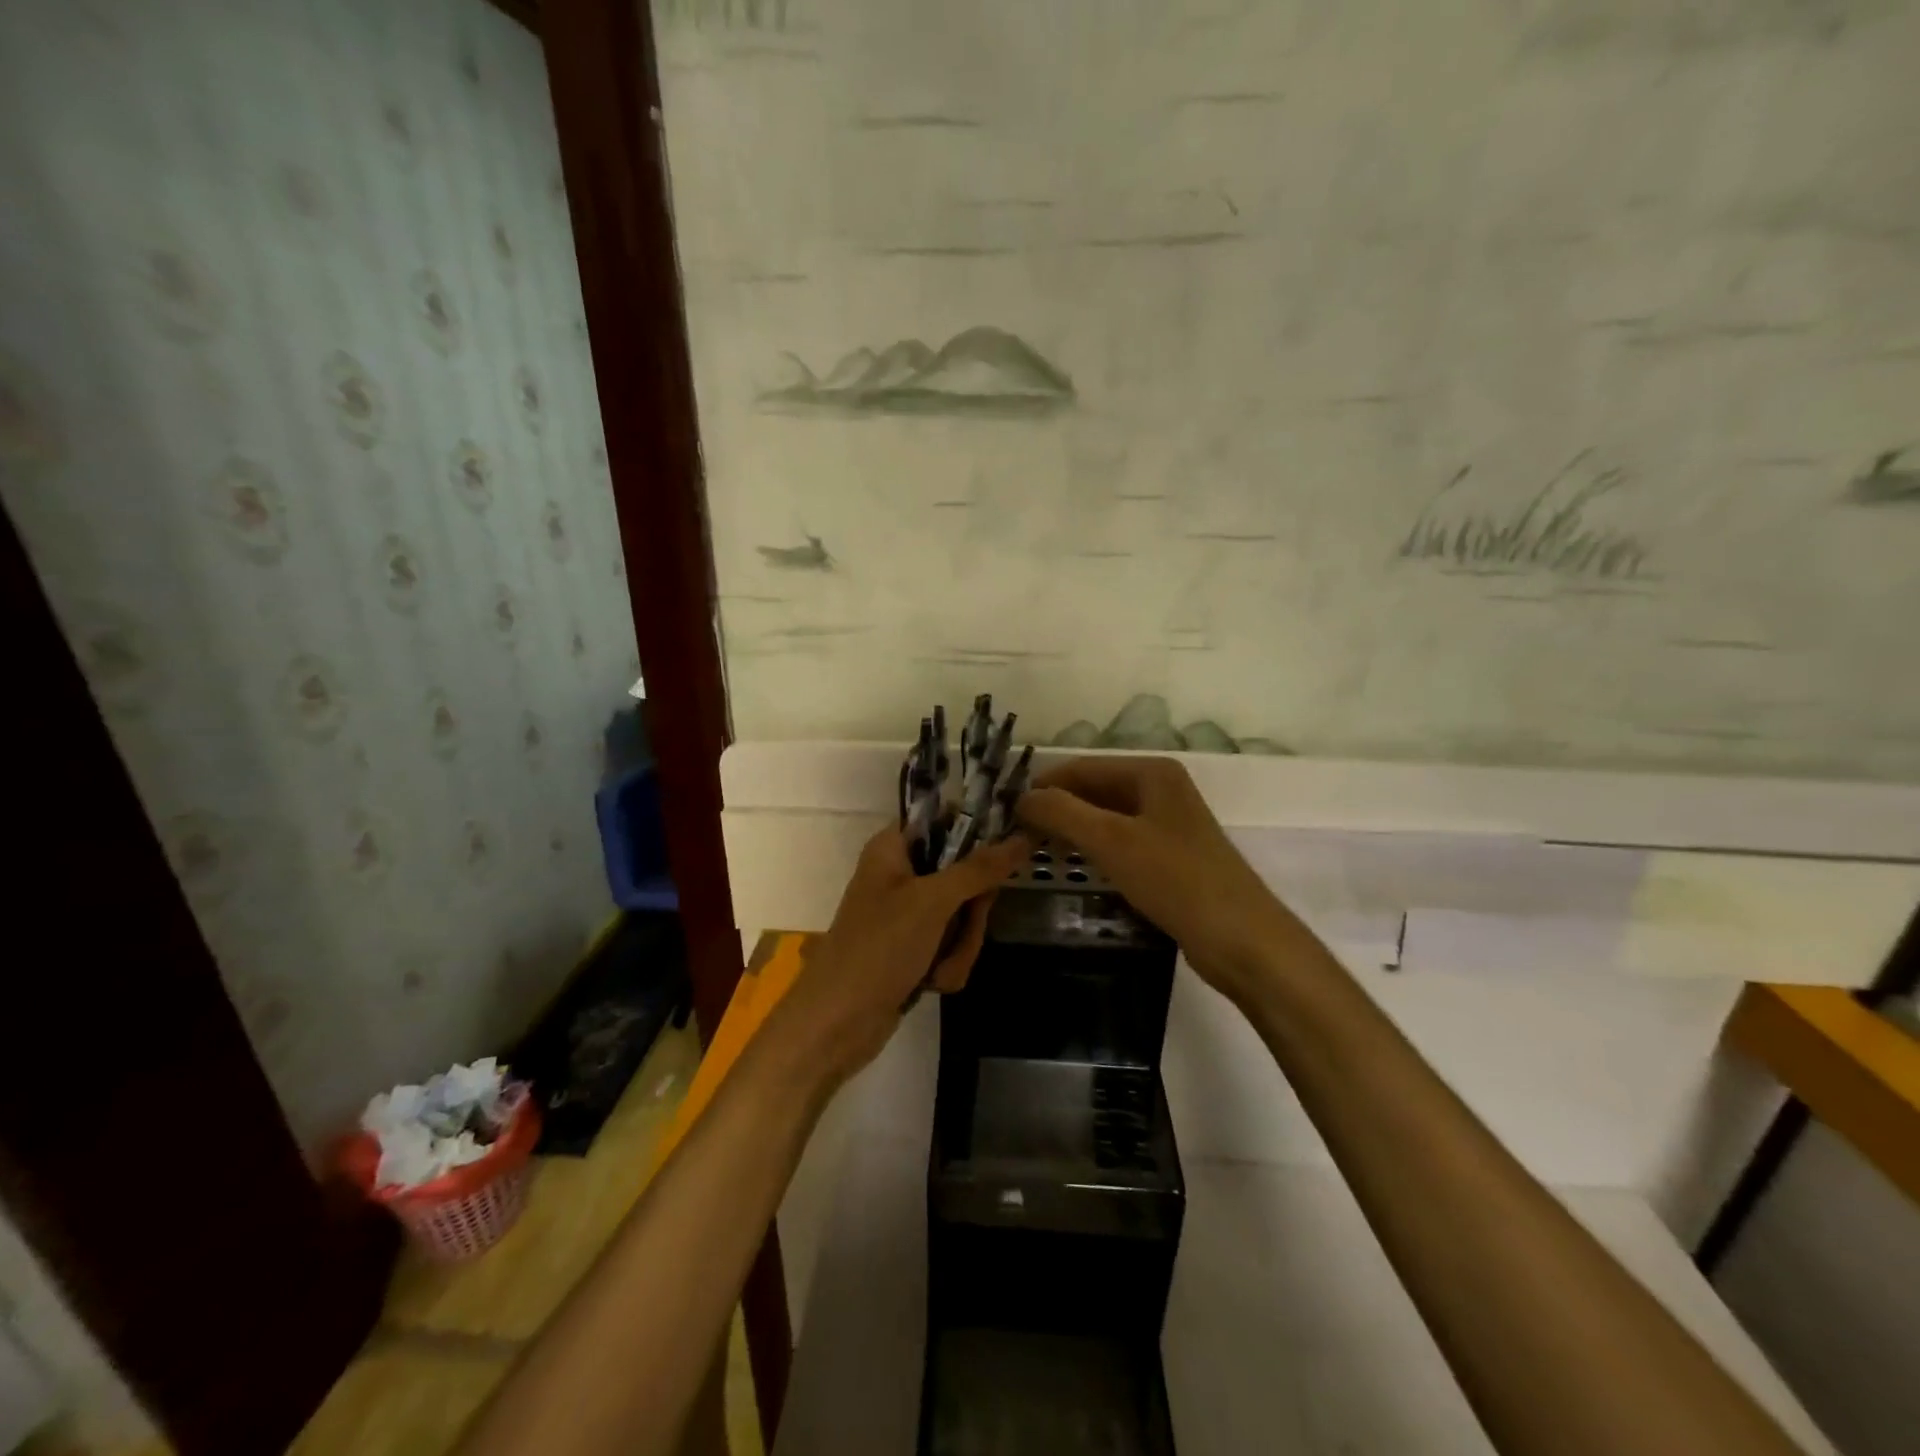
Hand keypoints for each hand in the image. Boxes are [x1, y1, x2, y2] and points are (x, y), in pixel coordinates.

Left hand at [770, 826, 1029, 1087]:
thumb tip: (1022, 837)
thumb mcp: (932, 902)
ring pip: (964, 917)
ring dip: (959, 947)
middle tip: (965, 924)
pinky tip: (930, 984)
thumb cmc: (878, 948)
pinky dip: (947, 966)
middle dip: (971, 914)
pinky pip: (953, 947)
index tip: (1008, 850)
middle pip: (965, 875)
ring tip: (936, 967)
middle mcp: (902, 875)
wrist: (836, 1024)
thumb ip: (979, 869)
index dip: (977, 834)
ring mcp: (909, 915)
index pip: (945, 820)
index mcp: (894, 847)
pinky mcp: (915, 950)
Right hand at [1017, 757, 1298, 1002]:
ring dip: (1071, 832)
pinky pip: (1120, 843)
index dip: (1042, 787)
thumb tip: (1021, 797)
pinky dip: (1093, 851)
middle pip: (1093, 791)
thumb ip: (1062, 812)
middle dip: (1056, 810)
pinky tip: (1073, 869)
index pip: (1081, 768)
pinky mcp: (1170, 857)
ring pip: (1105, 818)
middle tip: (1015, 836)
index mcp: (1151, 773)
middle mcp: (1160, 790)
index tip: (1005, 813)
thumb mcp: (1112, 841)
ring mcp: (1167, 824)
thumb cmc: (1176, 880)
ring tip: (1035, 853)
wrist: (1242, 940)